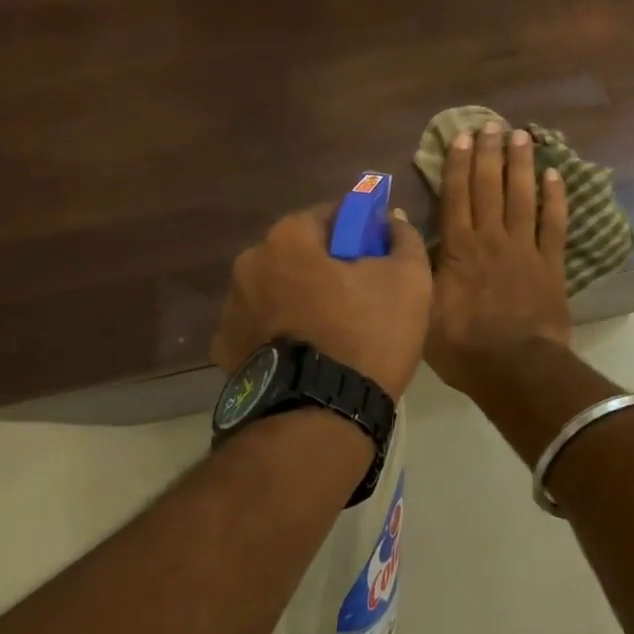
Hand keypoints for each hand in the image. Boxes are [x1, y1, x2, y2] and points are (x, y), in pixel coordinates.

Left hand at [209, 201, 432, 401]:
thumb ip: (402, 238)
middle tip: (360, 293)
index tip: (377, 252)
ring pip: (278, 289)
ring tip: (334, 330)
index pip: (329, 214)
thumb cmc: (366, 335)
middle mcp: (250, 263)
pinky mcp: (225, 351)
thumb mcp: (408, 280)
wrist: (320, 418)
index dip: (358, 229)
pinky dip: (281, 332)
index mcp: (288, 238)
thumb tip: (393, 221)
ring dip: (301, 297)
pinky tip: (307, 354)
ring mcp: (231, 309)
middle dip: (326, 264)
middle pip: (299, 252)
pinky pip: (262, 326)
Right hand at [426, 121, 571, 390]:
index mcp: (459, 247)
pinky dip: (556, 199)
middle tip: (491, 124)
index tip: (461, 136)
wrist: (515, 369)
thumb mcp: (423, 307)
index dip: (458, 163)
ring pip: (522, 196)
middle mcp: (491, 238)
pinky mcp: (551, 264)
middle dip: (489, 153)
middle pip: (489, 186)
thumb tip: (401, 224)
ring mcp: (525, 248)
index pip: (456, 195)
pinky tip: (555, 175)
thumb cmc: (463, 345)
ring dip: (521, 164)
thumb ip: (416, 263)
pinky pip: (554, 224)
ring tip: (521, 136)